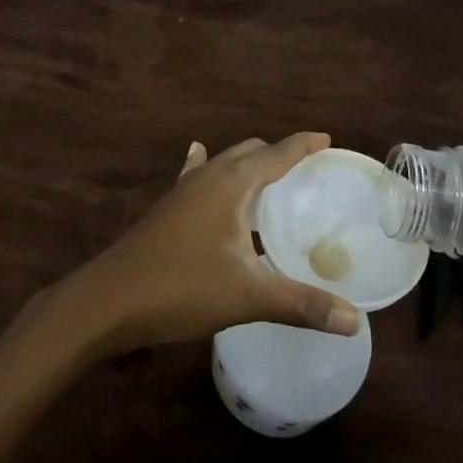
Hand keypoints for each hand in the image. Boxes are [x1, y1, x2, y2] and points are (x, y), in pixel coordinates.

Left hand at [56, 133, 361, 354]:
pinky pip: (197, 175)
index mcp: (232, 182)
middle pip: (251, 152)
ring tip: (272, 180)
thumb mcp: (247, 296)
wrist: (108, 300)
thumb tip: (354, 322)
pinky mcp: (168, 208)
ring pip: (224, 162)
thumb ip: (301, 305)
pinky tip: (202, 160)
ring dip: (249, 165)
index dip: (303, 145)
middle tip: (308, 172)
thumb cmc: (181, 288)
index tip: (328, 140)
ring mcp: (183, 189)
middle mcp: (208, 175)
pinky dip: (211, 168)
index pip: (277, 152)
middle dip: (279, 154)